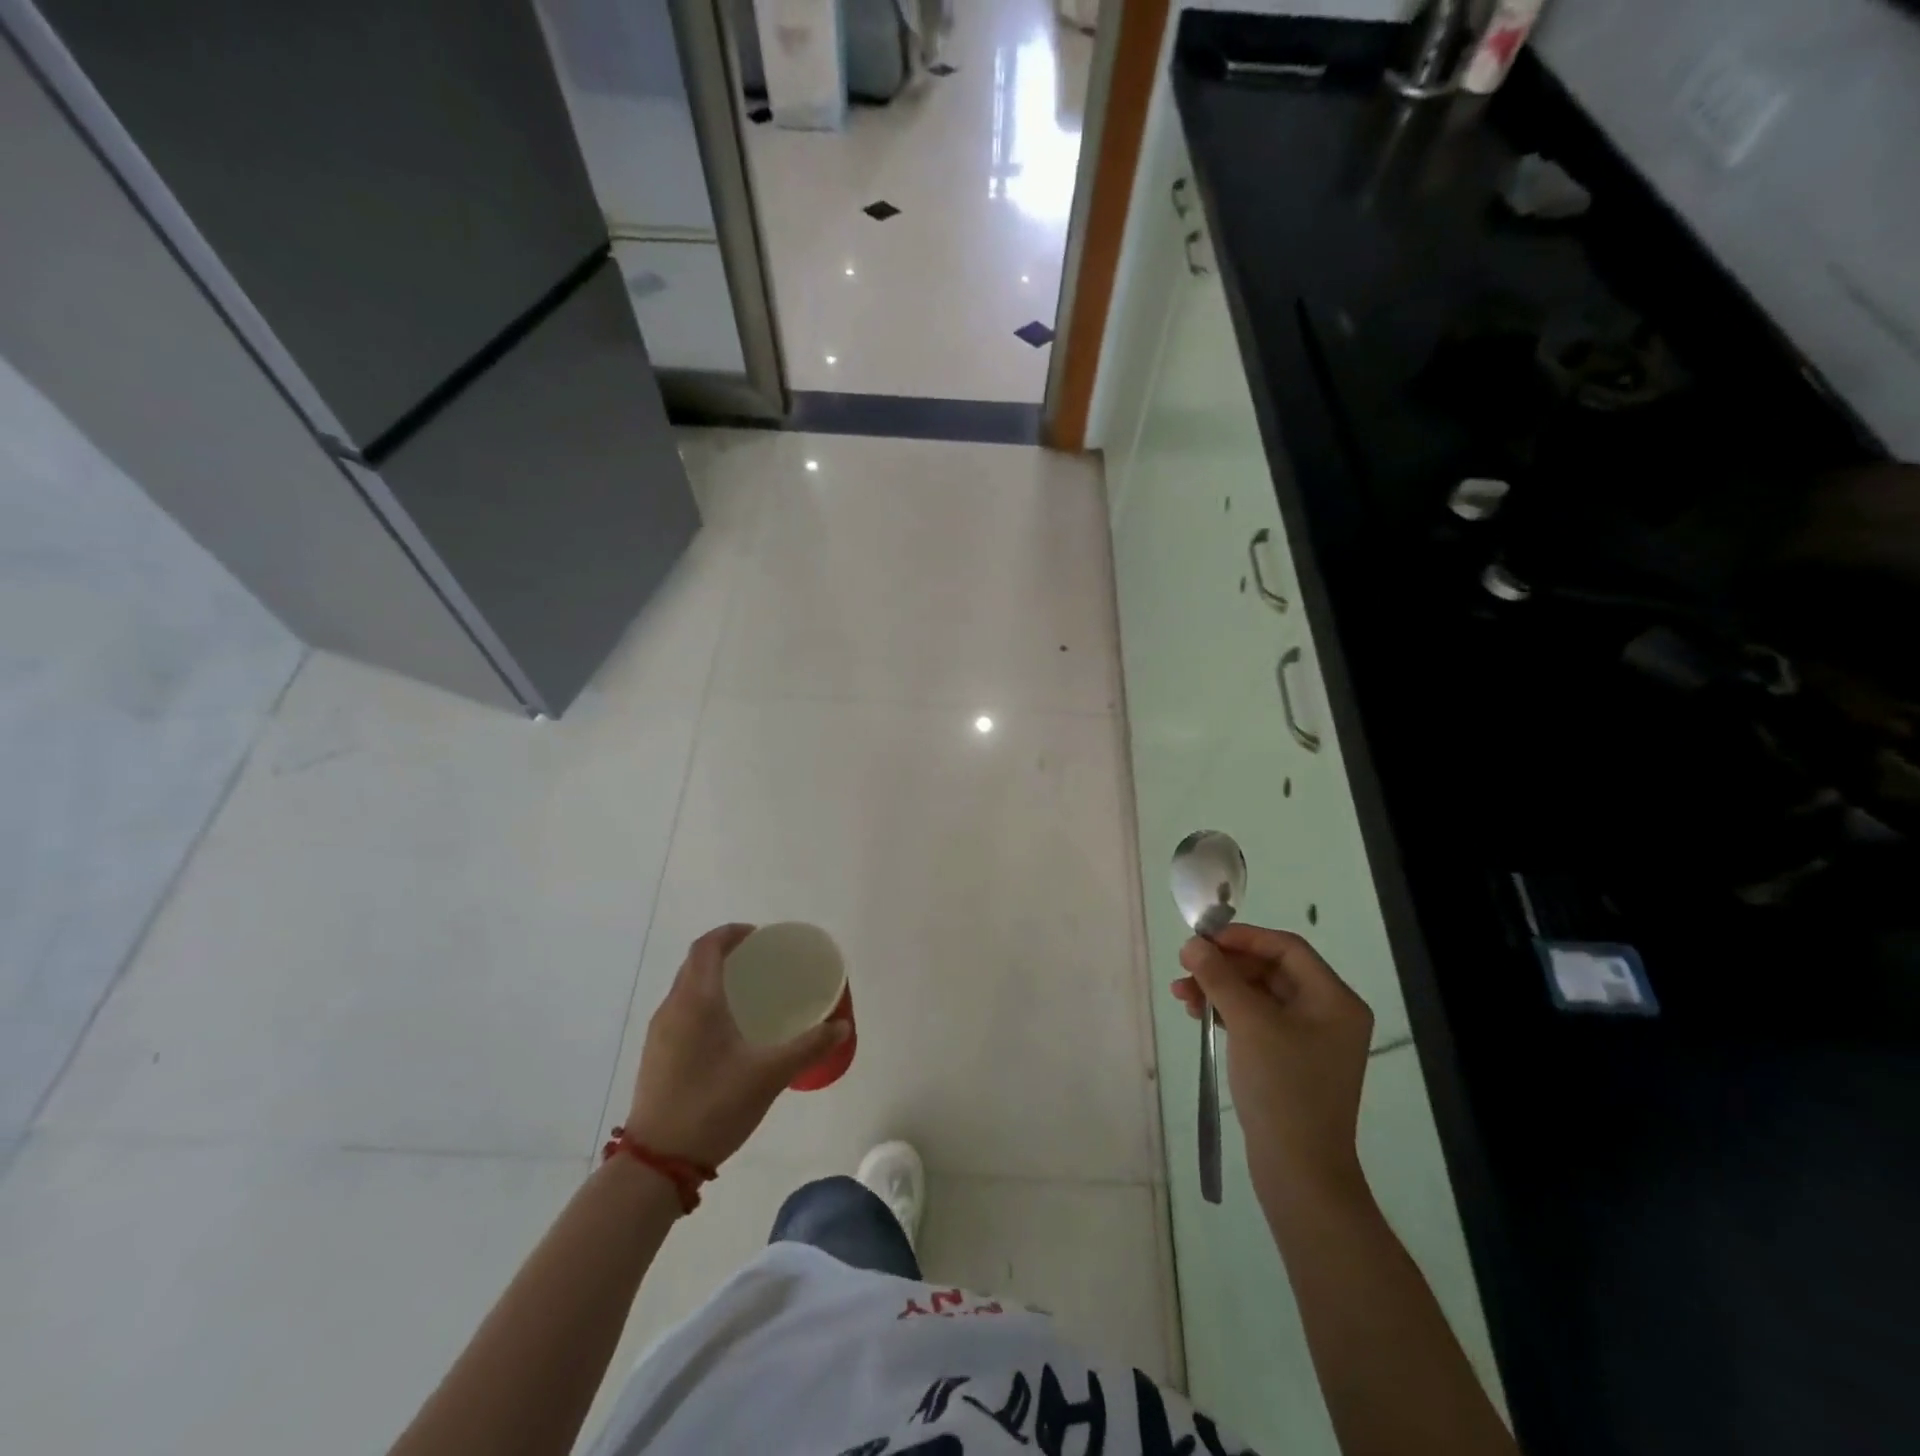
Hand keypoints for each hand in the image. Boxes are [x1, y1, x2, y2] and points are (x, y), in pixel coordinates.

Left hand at [624, 924, 848, 1169]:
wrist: (656, 1164)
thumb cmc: (713, 1107)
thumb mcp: (769, 1075)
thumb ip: (808, 1046)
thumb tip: (841, 1026)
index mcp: (696, 1001)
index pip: (707, 946)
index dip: (731, 933)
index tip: (760, 937)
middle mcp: (673, 1008)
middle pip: (695, 963)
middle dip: (726, 953)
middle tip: (761, 963)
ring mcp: (660, 1033)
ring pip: (686, 988)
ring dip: (714, 978)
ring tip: (749, 993)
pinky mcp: (656, 1055)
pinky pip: (682, 1010)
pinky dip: (704, 1002)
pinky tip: (727, 1030)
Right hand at [1173, 924, 1373, 1206]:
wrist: (1299, 1172)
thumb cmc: (1282, 1088)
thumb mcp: (1248, 1023)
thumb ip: (1219, 977)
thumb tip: (1193, 944)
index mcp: (1334, 999)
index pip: (1286, 948)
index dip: (1243, 938)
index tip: (1203, 939)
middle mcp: (1328, 1013)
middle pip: (1270, 970)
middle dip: (1225, 967)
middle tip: (1185, 967)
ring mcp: (1310, 1039)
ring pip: (1258, 995)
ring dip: (1220, 989)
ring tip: (1181, 996)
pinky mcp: (1290, 1061)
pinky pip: (1257, 1020)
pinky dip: (1228, 1013)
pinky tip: (1199, 1015)